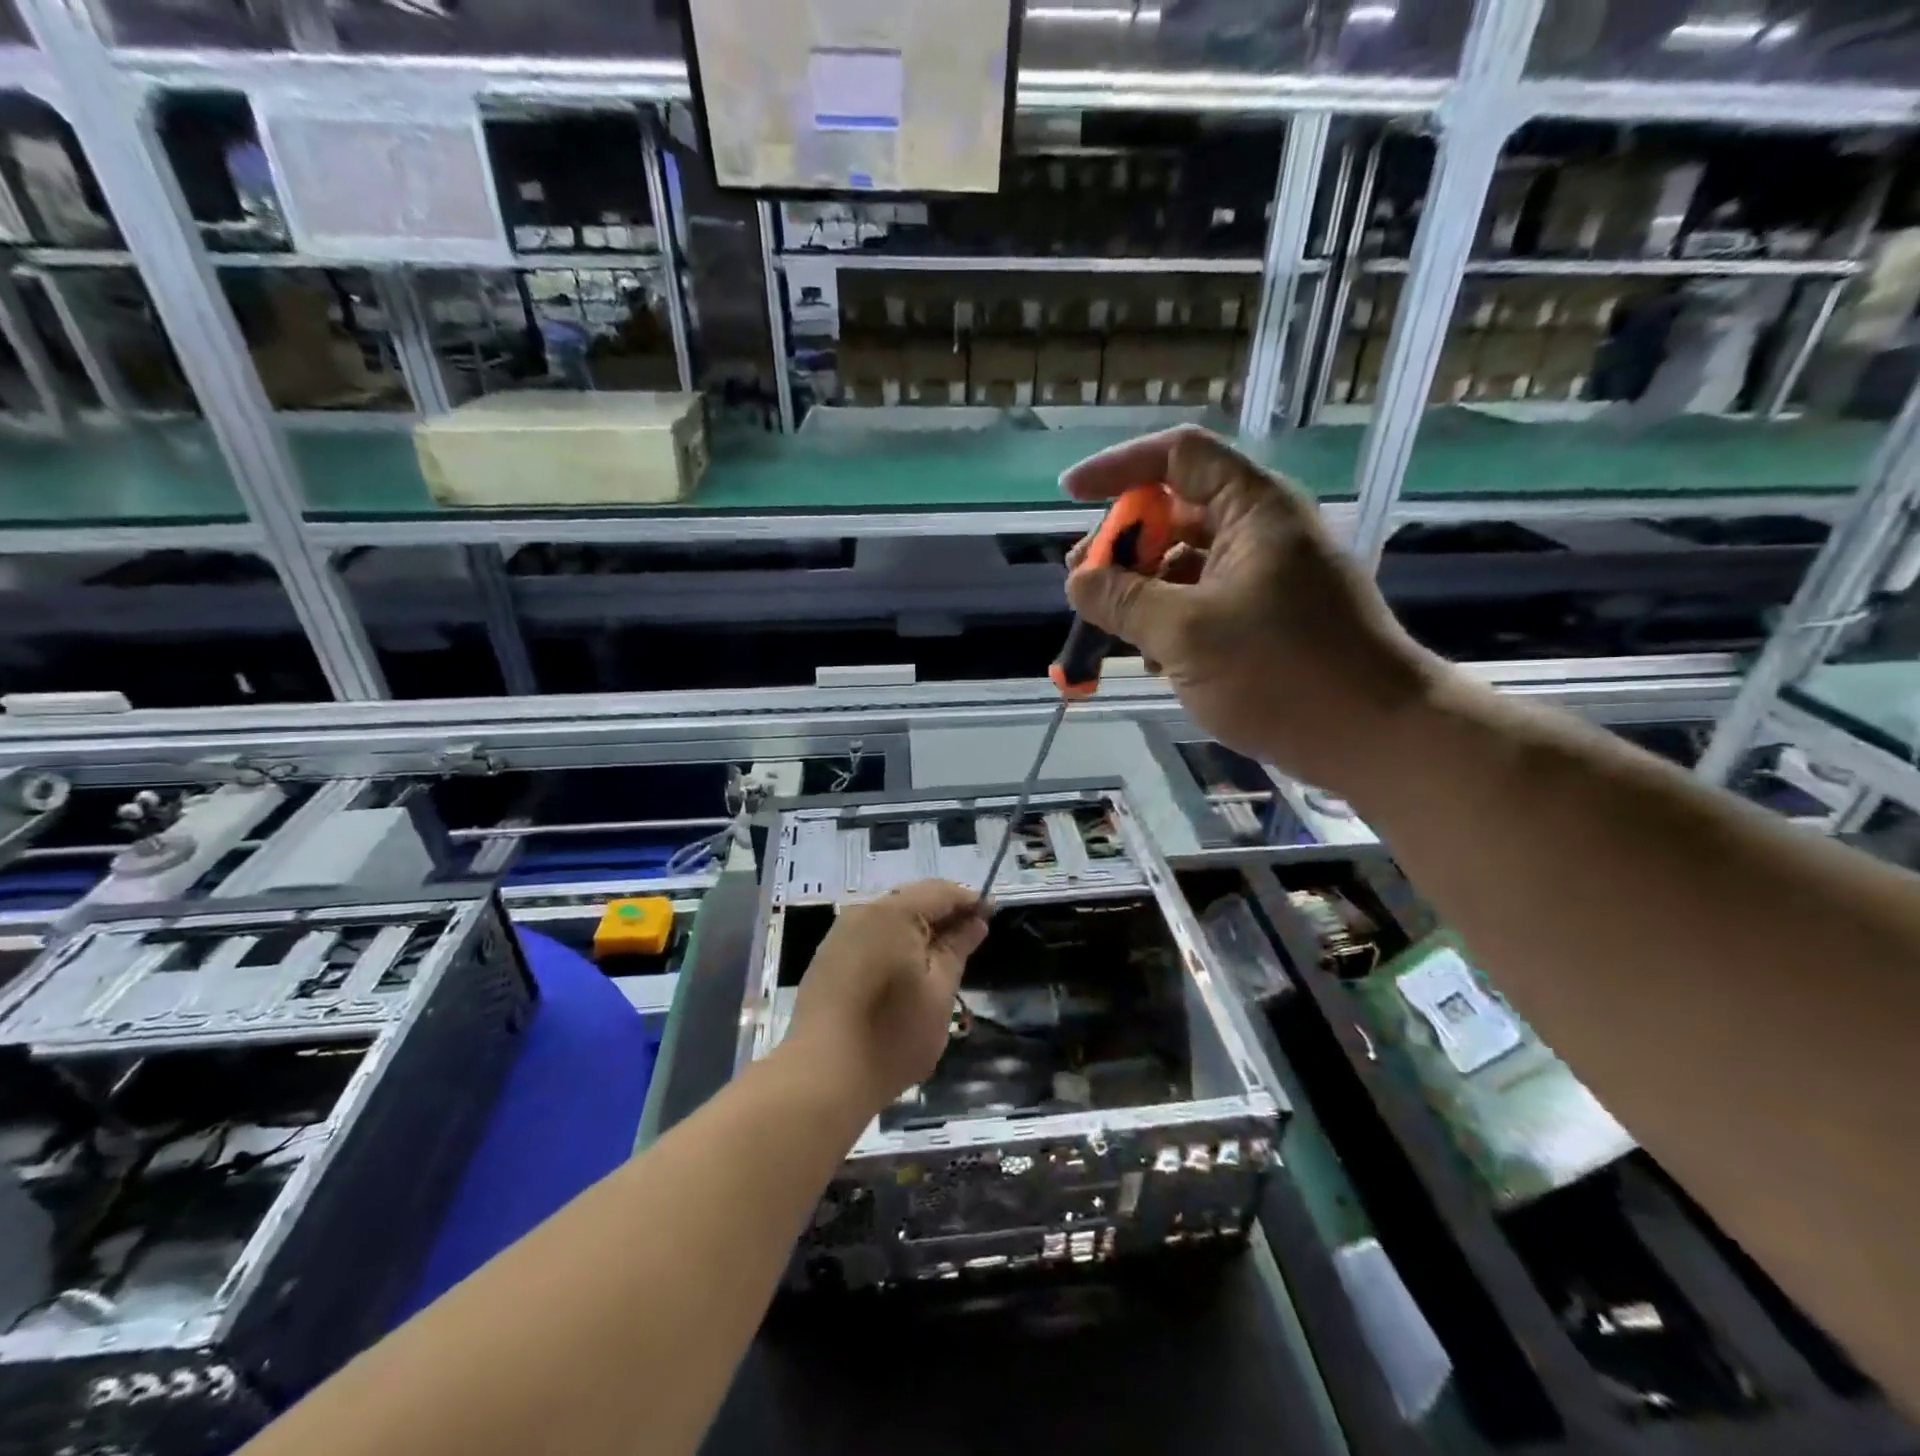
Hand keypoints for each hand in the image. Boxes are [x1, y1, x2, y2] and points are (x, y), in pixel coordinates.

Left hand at [783, 880, 988, 1115]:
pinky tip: (907, 970)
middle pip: (913, 900)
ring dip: (919, 930)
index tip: (992, 917)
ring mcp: (841, 934)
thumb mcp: (939, 992)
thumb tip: (975, 921)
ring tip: (944, 958)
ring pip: (890, 919)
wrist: (820, 1076)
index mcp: (894, 913)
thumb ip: (957, 949)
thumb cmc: (891, 1034)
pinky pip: (871, 936)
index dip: (969, 901)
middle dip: (944, 915)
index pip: (941, 892)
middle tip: (972, 939)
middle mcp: (863, 912)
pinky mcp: (828, 958)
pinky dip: (895, 943)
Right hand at [1061, 425, 1436, 794]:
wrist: (1378, 736)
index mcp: (1253, 509)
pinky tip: (1153, 660)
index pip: (1178, 455)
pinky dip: (1171, 620)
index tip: (1070, 495)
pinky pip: (1206, 601)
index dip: (1119, 467)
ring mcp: (1268, 576)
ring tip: (1111, 629)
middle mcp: (1262, 531)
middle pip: (1176, 511)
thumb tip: (1077, 580)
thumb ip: (1123, 600)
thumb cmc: (1282, 672)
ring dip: (1142, 589)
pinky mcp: (1270, 618)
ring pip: (1187, 562)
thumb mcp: (1185, 634)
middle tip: (1085, 584)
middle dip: (1124, 543)